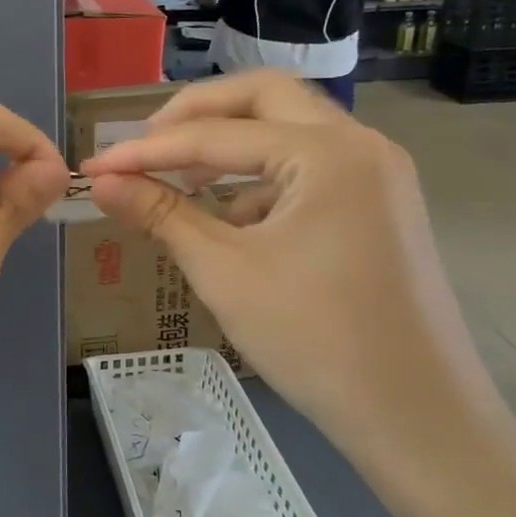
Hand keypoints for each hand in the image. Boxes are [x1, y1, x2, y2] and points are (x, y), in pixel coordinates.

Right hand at [81, 71, 496, 457]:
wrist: (418, 419)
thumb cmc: (316, 340)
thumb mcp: (225, 272)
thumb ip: (161, 213)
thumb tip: (101, 181)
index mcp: (328, 153)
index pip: (216, 134)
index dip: (147, 150)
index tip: (97, 165)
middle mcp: (360, 145)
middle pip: (264, 97)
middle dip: (197, 114)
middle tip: (147, 143)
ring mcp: (378, 173)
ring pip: (290, 128)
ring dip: (231, 144)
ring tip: (182, 181)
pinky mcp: (380, 204)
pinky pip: (310, 167)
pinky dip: (263, 178)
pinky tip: (234, 221)